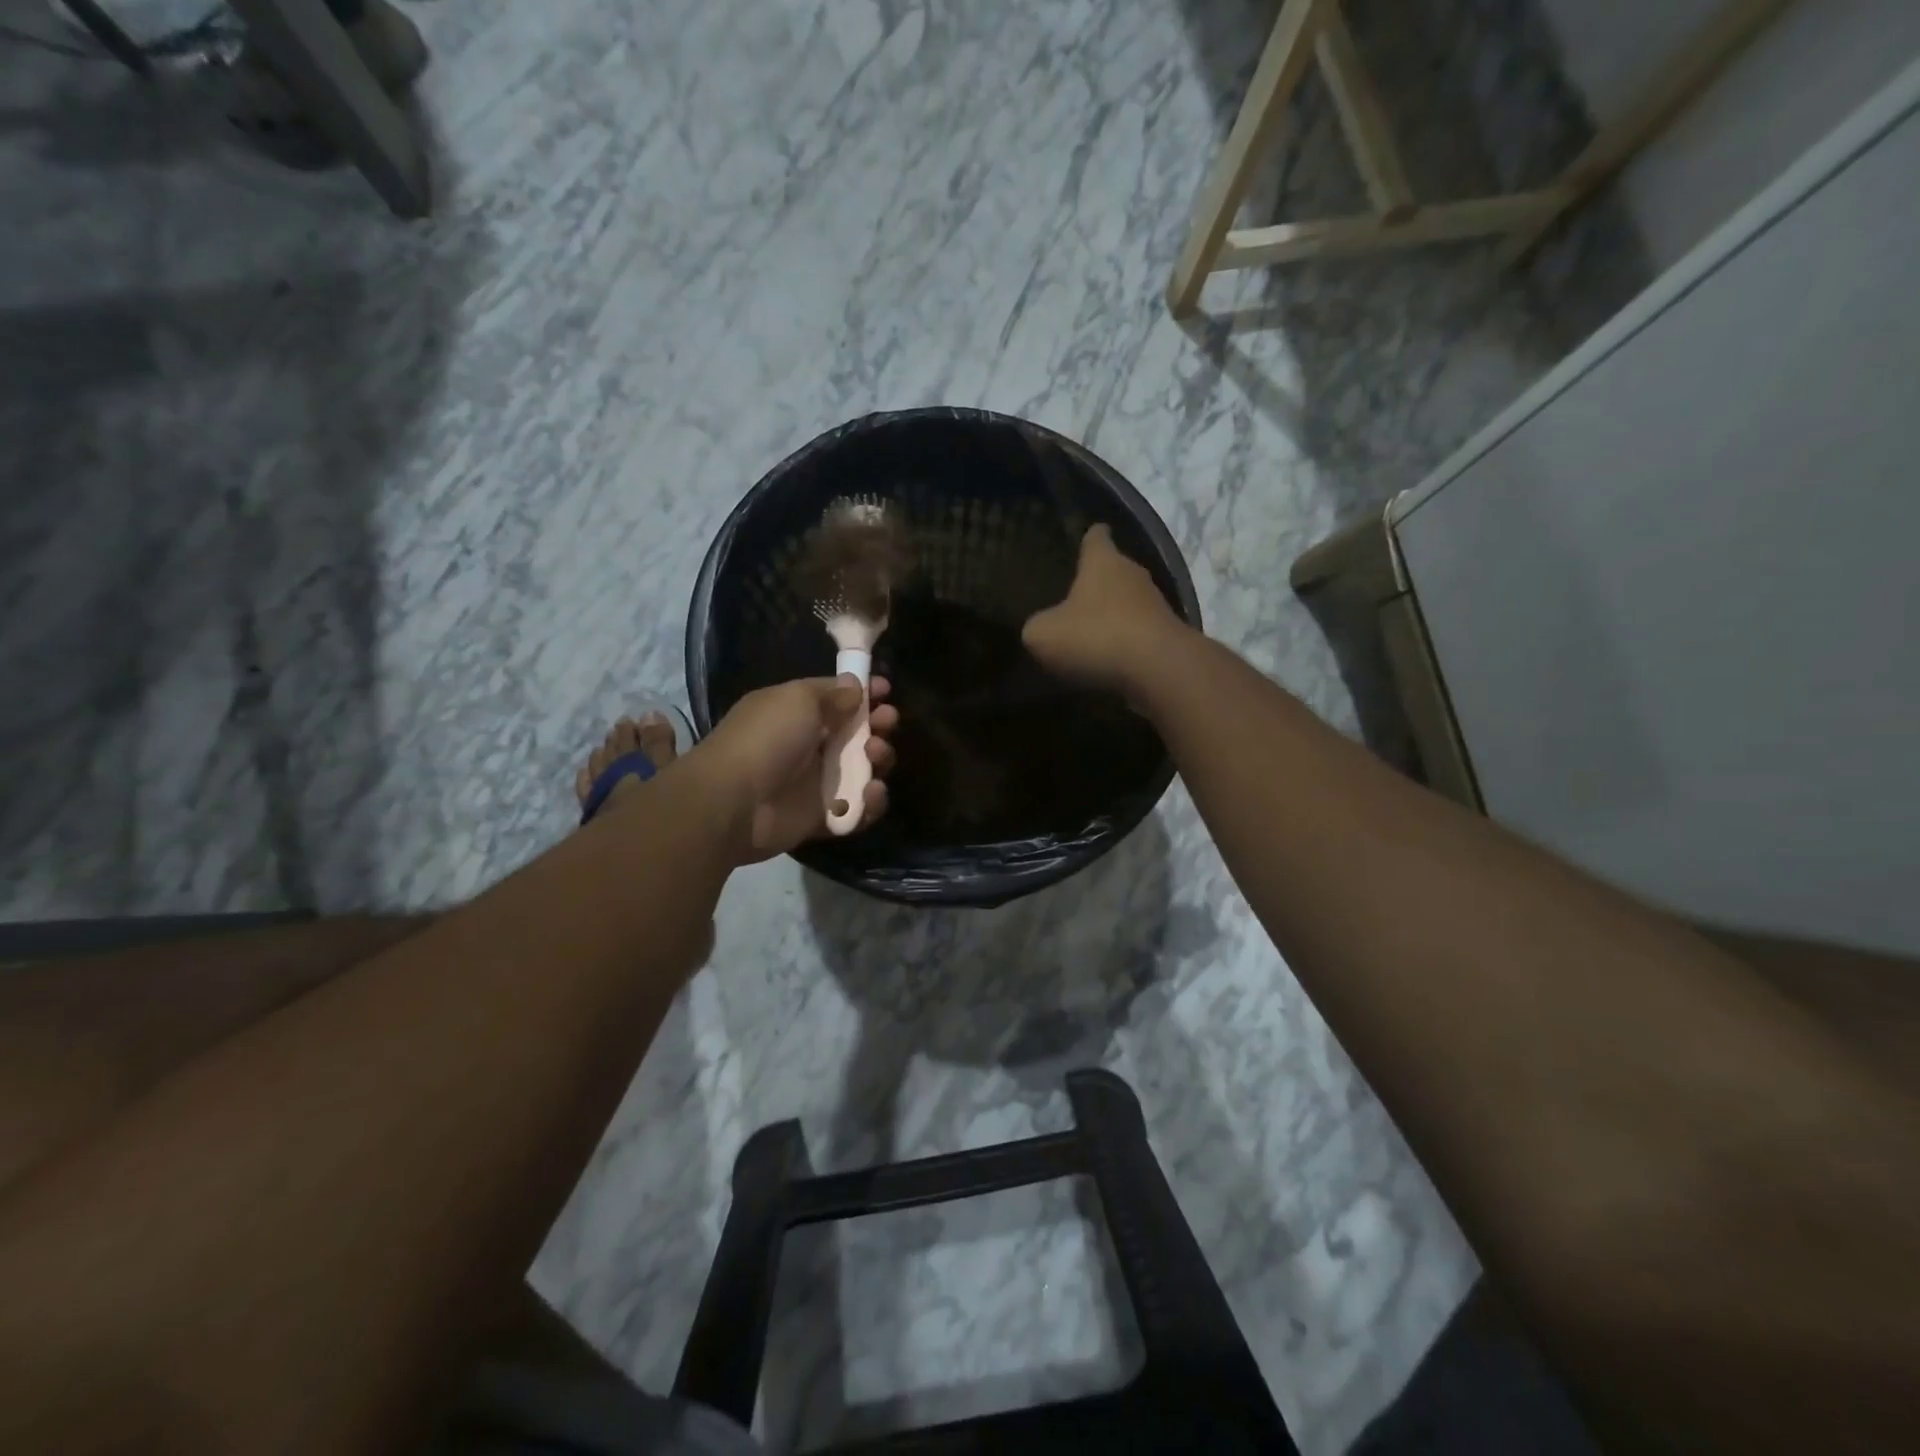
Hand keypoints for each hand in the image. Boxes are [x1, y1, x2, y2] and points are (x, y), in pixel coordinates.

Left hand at [690, 675, 898, 863]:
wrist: (735, 801)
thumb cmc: (766, 739)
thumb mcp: (798, 700)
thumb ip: (832, 694)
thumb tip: (855, 686)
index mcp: (797, 713)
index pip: (837, 698)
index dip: (863, 693)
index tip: (886, 690)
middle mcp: (809, 745)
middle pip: (856, 734)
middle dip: (878, 725)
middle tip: (888, 722)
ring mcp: (817, 783)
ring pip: (863, 770)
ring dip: (879, 760)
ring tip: (876, 755)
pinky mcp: (823, 817)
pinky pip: (858, 810)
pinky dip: (871, 803)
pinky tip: (872, 791)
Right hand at [1022, 524, 1185, 696]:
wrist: (1158, 668)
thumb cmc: (1095, 636)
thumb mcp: (1044, 635)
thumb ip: (1037, 626)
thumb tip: (1040, 627)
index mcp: (1102, 562)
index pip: (1096, 537)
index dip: (1090, 537)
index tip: (1087, 537)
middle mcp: (1133, 573)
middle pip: (1115, 570)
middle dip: (1099, 581)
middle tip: (1077, 595)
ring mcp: (1156, 604)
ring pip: (1130, 601)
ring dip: (1114, 614)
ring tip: (1093, 630)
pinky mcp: (1169, 634)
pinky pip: (1140, 631)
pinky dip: (1127, 641)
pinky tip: (1112, 658)